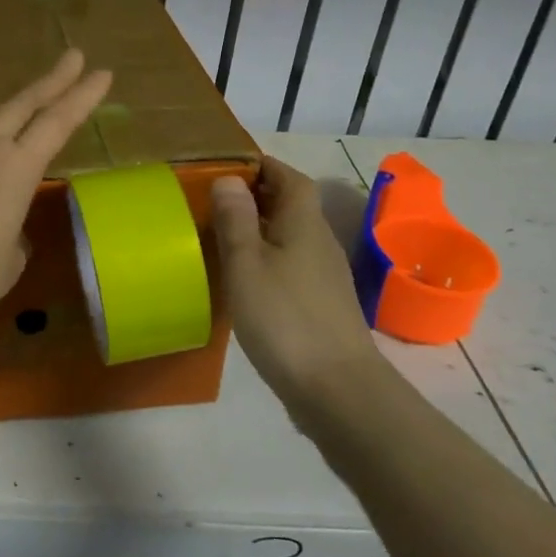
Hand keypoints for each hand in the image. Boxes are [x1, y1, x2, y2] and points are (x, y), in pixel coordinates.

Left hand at [0, 49, 112, 332]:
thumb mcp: (7, 262)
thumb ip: (13, 237)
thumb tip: (5, 231)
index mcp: (18, 168)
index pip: (59, 122)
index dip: (83, 96)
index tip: (101, 73)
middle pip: (24, 101)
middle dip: (53, 79)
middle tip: (73, 57)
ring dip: (0, 107)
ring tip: (4, 113)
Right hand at [213, 158, 385, 410]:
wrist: (338, 390)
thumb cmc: (285, 318)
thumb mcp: (247, 264)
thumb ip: (236, 220)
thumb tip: (230, 178)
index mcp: (304, 224)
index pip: (290, 178)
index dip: (264, 167)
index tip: (231, 166)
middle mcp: (320, 243)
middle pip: (293, 205)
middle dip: (259, 195)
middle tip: (218, 199)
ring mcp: (325, 277)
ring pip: (292, 236)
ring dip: (263, 228)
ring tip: (225, 235)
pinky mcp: (323, 306)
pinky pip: (293, 265)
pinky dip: (270, 259)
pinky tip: (247, 279)